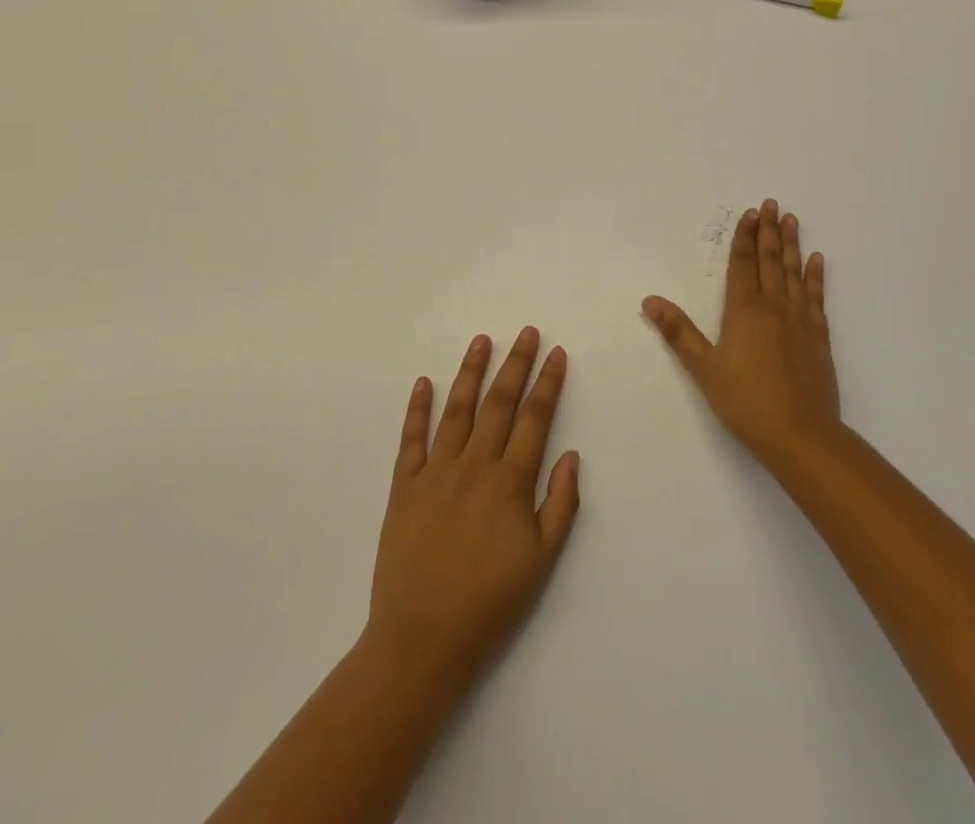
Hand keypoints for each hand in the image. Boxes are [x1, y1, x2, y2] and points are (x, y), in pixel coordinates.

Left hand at [366, 328, 580, 699]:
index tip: (556, 354)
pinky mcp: (404, 487)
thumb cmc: (490, 603)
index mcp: (510, 481)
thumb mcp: (542, 561)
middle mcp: (474, 465)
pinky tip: (424, 383)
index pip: (535, 418)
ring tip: (481, 341)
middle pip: (499, 402)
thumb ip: (560, 504)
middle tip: (526, 332)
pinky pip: (412, 439)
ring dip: (470, 372)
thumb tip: (570, 455)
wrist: (421, 642)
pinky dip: (418, 408)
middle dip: (516, 363)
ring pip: (457, 409)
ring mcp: (436, 472)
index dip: (548, 383)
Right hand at [642, 199, 839, 470]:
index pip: (743, 265)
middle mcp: (774, 307)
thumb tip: (650, 300)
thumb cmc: (746, 401)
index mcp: (744, 311)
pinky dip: (815, 276)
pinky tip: (817, 261)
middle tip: (771, 204)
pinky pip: (816, 297)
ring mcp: (800, 320)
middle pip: (770, 261)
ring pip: (794, 272)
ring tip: (791, 219)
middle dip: (768, 231)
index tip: (749, 214)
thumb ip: (678, 332)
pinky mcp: (818, 337)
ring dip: (792, 244)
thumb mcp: (704, 368)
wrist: (801, 434)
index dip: (744, 238)